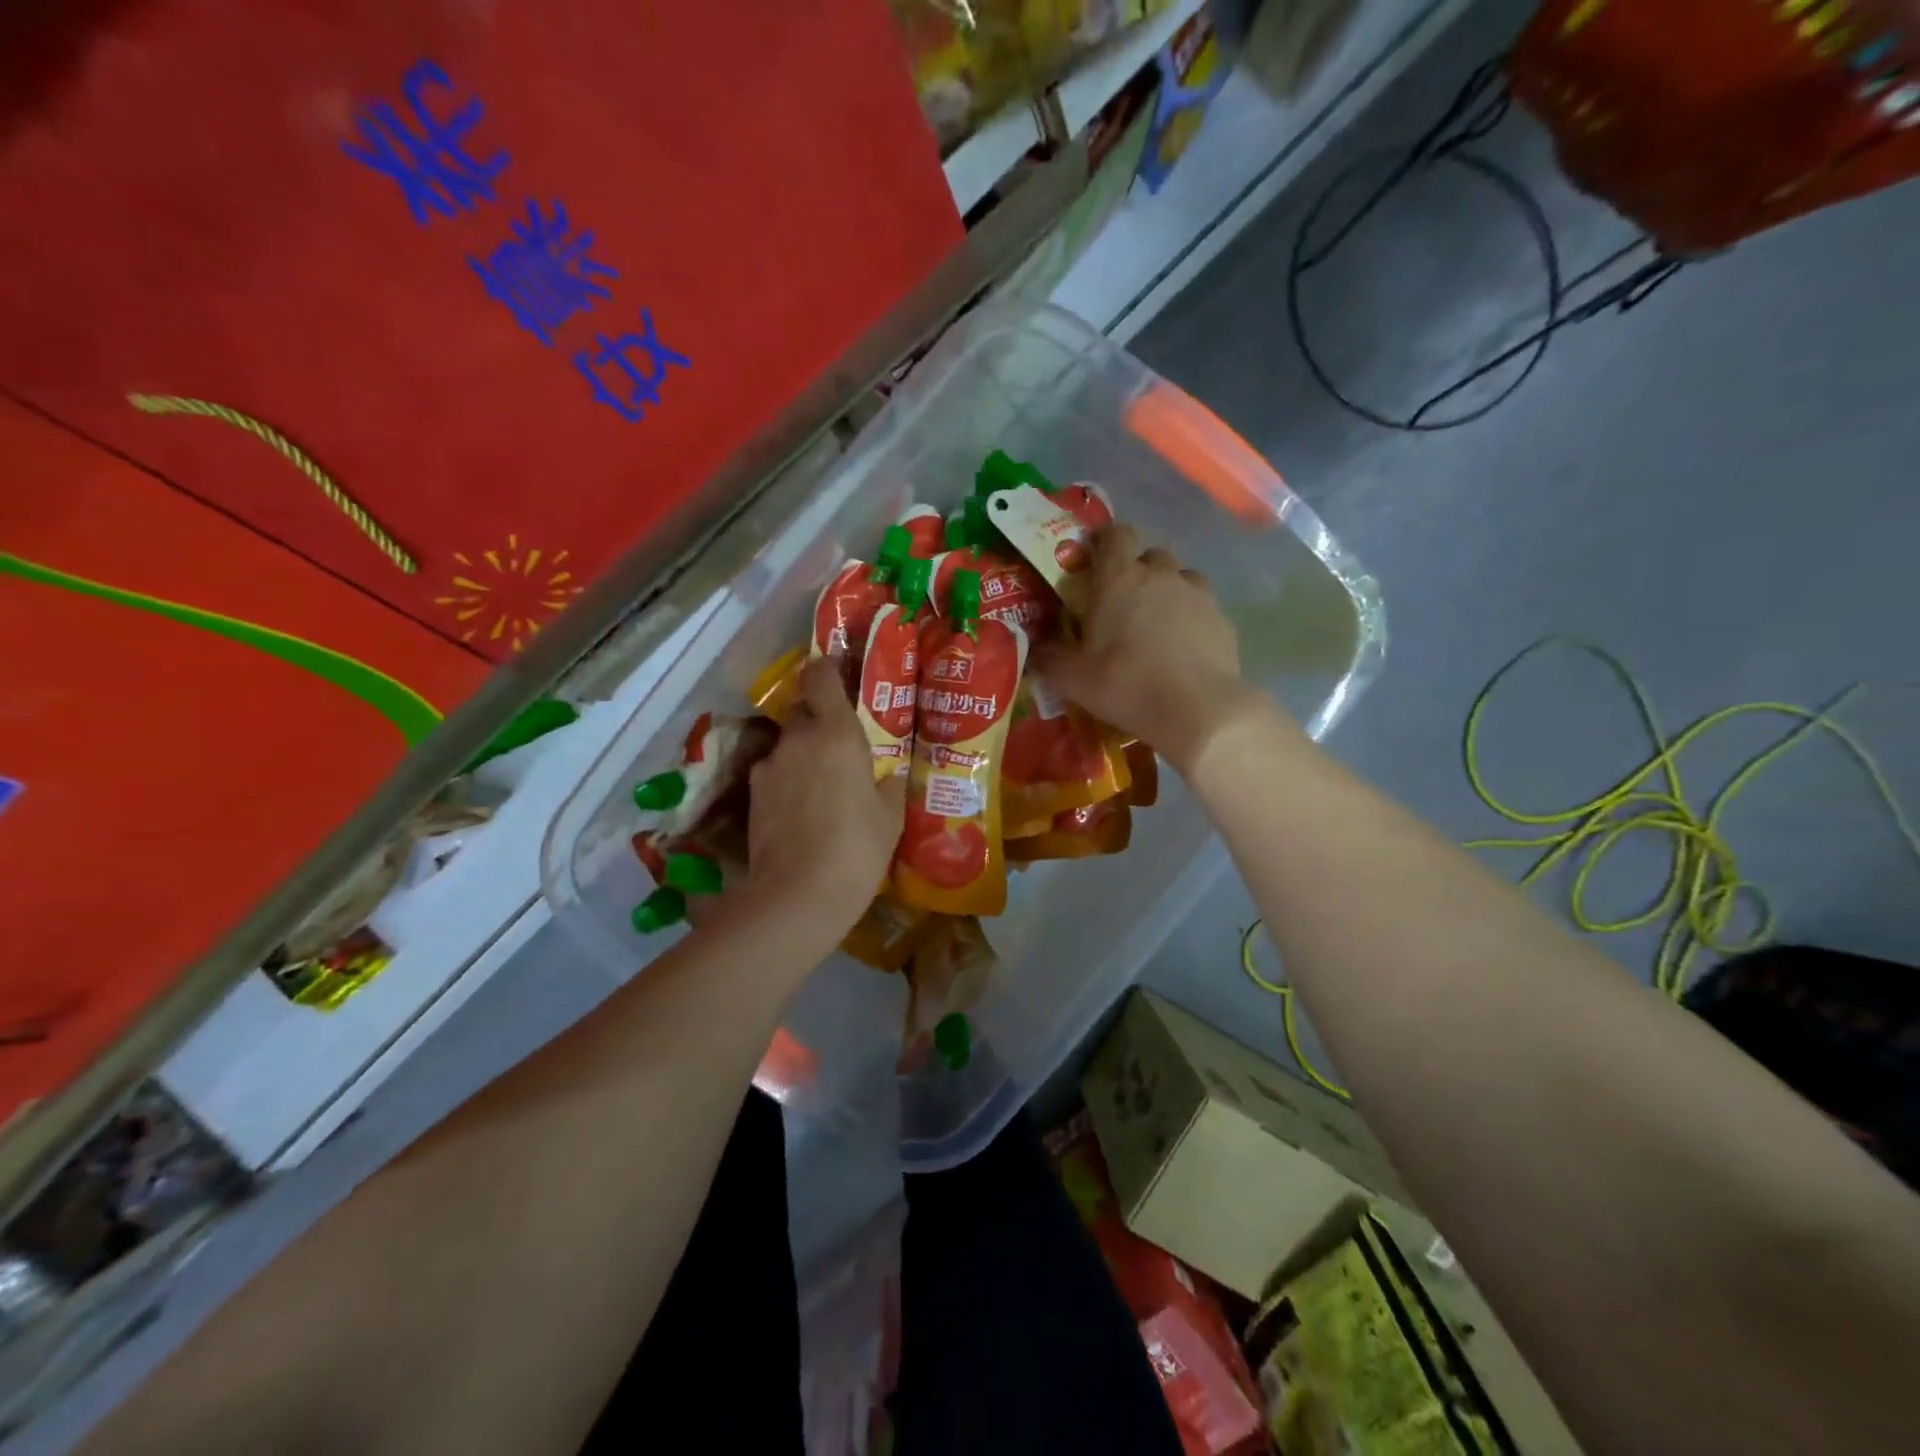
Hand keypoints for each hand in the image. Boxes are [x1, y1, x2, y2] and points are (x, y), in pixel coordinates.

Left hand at [731, 658, 904, 944]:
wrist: (797, 895)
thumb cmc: (857, 849)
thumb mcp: (889, 816)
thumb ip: (889, 784)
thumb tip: (887, 775)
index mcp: (837, 734)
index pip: (821, 678)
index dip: (827, 667)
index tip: (837, 667)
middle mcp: (798, 740)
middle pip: (803, 711)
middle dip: (819, 719)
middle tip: (841, 743)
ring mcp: (769, 767)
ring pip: (788, 746)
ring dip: (803, 754)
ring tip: (822, 786)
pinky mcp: (752, 796)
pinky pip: (775, 775)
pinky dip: (788, 782)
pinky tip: (802, 811)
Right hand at [1040, 524, 1273, 774]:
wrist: (1197, 709)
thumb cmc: (1126, 684)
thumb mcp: (1073, 679)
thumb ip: (1049, 658)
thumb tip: (1036, 650)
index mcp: (1119, 578)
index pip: (1115, 533)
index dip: (1105, 541)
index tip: (1094, 560)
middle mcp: (1160, 575)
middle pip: (1149, 554)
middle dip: (1136, 570)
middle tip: (1121, 602)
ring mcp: (1197, 594)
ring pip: (1180, 577)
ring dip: (1167, 590)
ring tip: (1156, 623)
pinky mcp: (1222, 618)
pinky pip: (1202, 606)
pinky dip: (1191, 617)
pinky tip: (1183, 647)